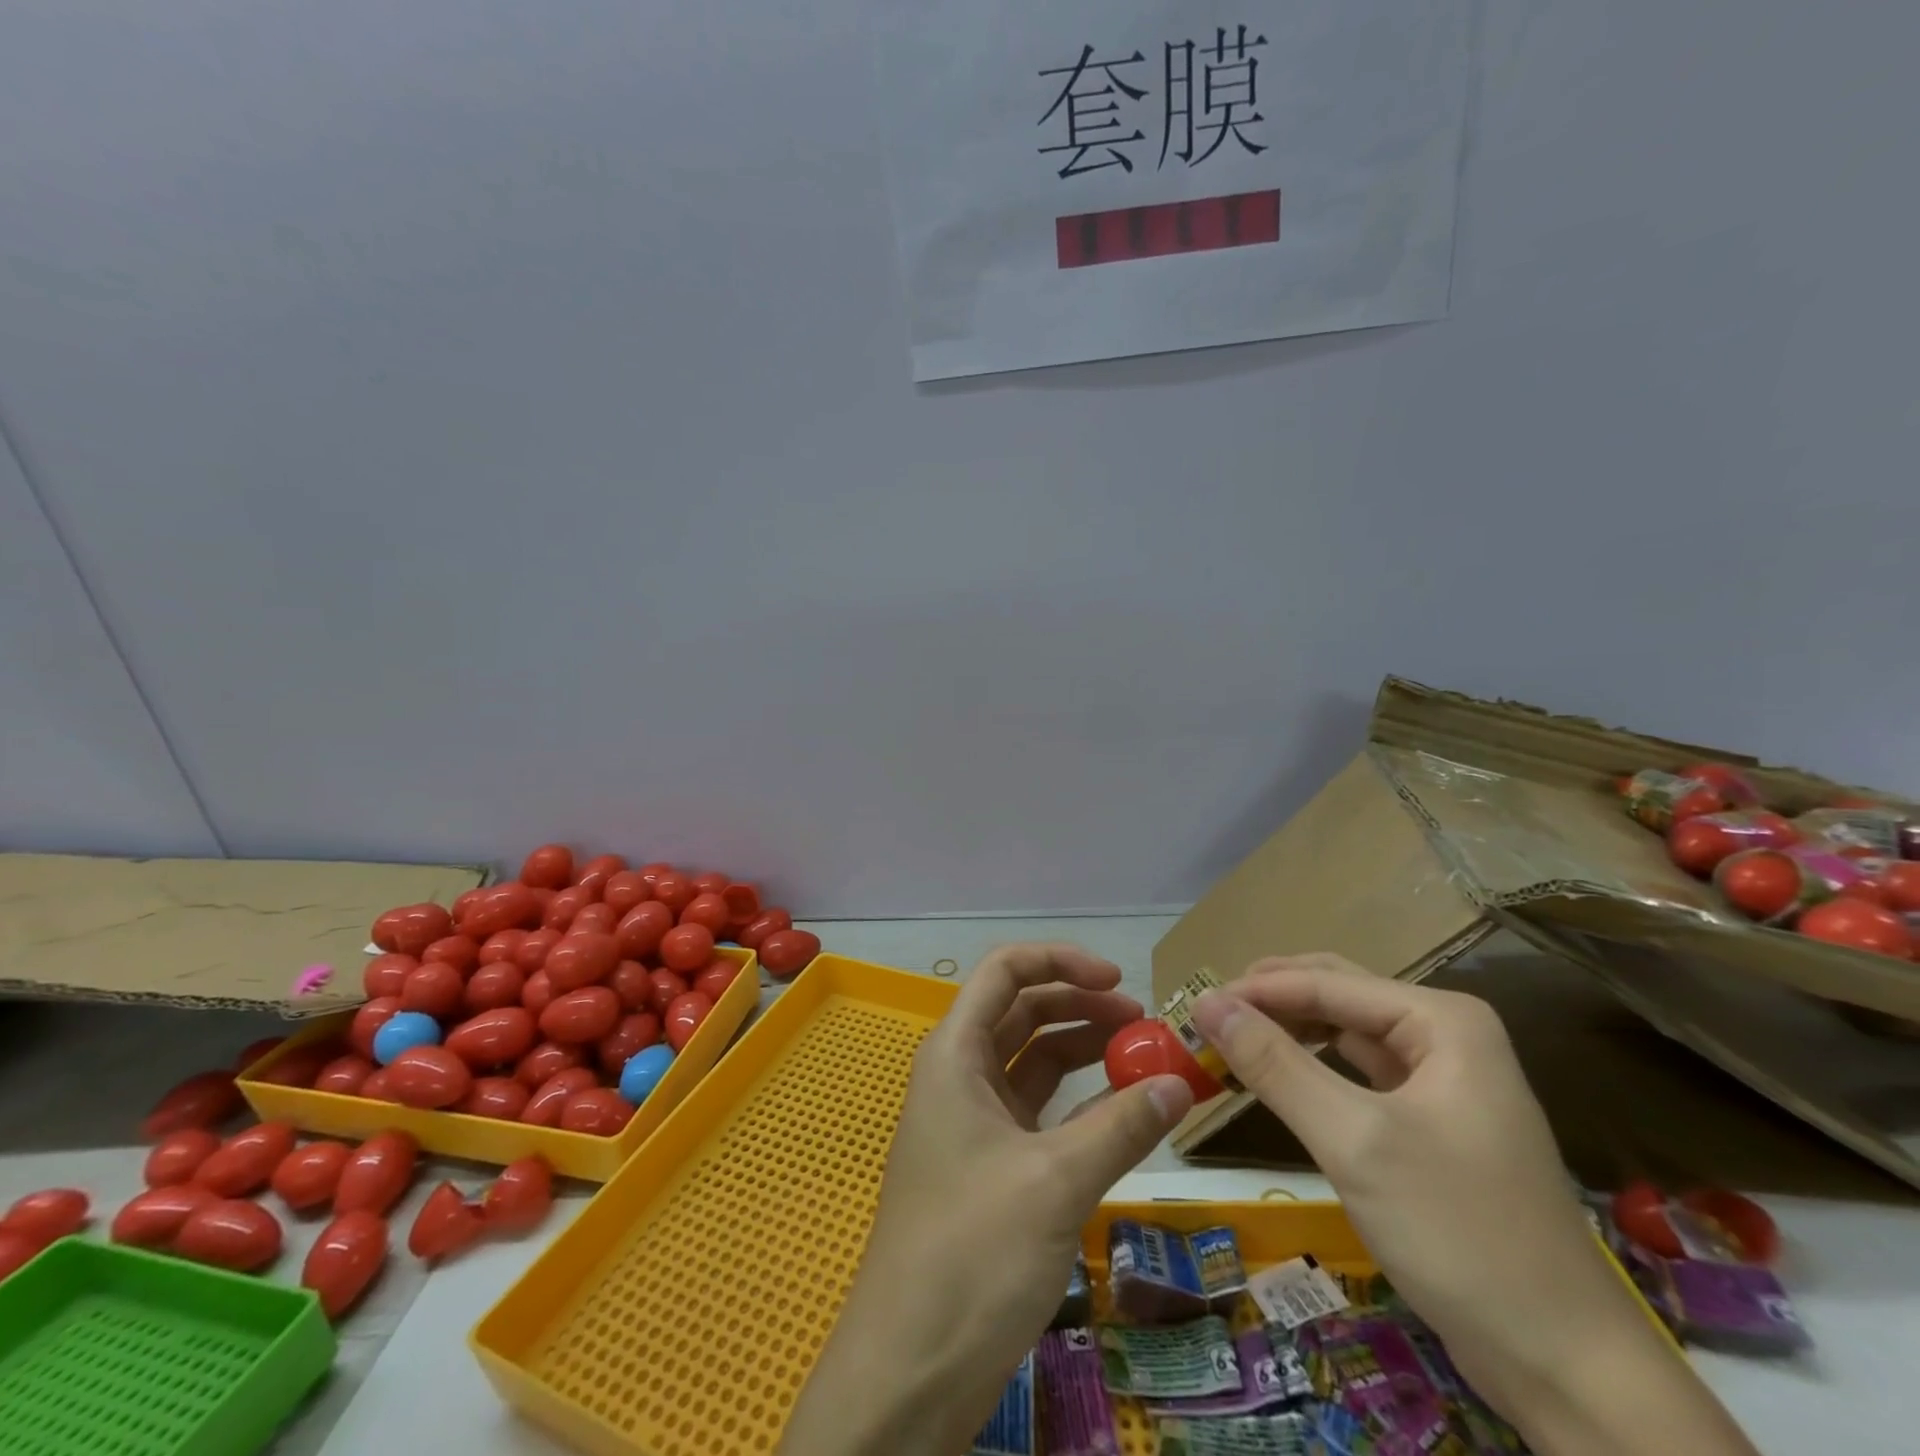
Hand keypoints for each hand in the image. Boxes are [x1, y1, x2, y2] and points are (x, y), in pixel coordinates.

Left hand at [779, 945, 1191, 1455]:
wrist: (910, 1369)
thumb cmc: (972, 1252)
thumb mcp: (1055, 1181)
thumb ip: (1121, 1126)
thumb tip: (1181, 1082)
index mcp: (956, 1052)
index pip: (1005, 971)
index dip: (1061, 961)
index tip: (1119, 980)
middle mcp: (960, 1073)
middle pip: (1023, 1011)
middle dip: (1081, 1006)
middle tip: (1143, 1024)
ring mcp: (974, 1120)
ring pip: (1033, 1060)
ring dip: (1083, 1051)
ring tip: (1141, 1058)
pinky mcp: (990, 1163)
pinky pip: (1039, 1110)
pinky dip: (1079, 1102)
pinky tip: (1120, 1111)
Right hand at [1194, 955, 1755, 1455]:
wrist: (1566, 1366)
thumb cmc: (1460, 1233)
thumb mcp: (1354, 1140)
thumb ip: (1275, 1064)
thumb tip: (1205, 1003)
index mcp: (1441, 1019)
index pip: (1326, 982)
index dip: (1256, 990)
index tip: (1192, 1006)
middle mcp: (1444, 1034)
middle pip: (1337, 994)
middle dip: (1271, 1001)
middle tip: (1207, 1018)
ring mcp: (1443, 1078)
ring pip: (1344, 1032)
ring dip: (1288, 1031)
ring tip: (1231, 1040)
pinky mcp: (1433, 1121)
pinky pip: (1358, 1073)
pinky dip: (1313, 1068)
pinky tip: (1280, 1076)